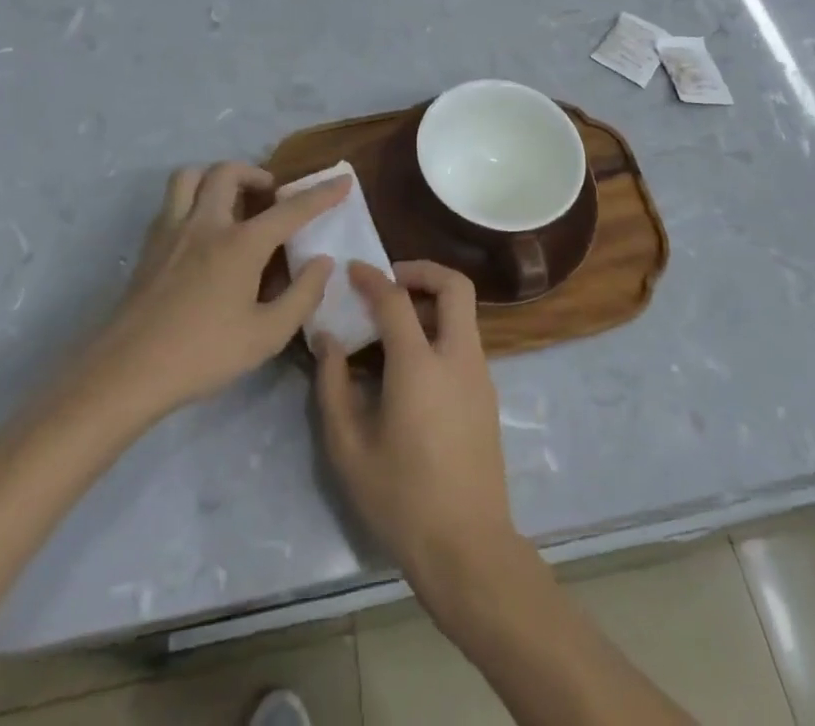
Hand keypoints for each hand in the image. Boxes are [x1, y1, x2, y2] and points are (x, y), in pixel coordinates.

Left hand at [82, 163, 347, 423]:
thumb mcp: (266, 335)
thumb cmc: (203, 354)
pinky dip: (193, 199)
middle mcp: (206, 224)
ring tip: (233, 202)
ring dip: (216, 178)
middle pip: (229, 173)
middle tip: (271, 197)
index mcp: (241, 244)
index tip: (343, 180)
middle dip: (257, 174)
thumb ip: (302, 295)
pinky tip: (202, 232)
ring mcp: (172, 231)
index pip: (290, 210)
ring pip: (191, 177)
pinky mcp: (149, 246)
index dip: (321, 194)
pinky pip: (172, 202)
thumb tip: (322, 262)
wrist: (126, 373)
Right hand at [314, 261, 521, 602]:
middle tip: (390, 281)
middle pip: (455, 286)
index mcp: (420, 365)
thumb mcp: (348, 447)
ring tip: (393, 323)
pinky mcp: (487, 393)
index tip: (353, 269)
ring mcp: (479, 374)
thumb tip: (328, 339)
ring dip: (432, 301)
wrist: (467, 547)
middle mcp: (457, 356)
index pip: (396, 299)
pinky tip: (411, 362)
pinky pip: (465, 340)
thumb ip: (332, 384)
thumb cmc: (400, 498)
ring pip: (463, 312)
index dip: (372, 277)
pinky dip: (440, 329)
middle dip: (423, 270)